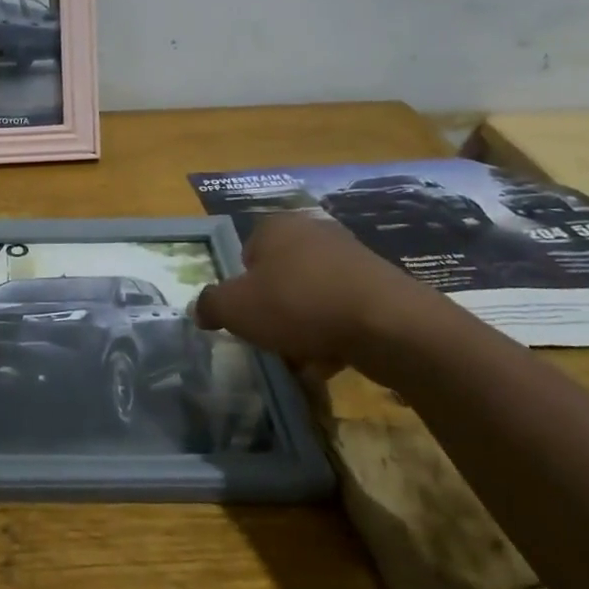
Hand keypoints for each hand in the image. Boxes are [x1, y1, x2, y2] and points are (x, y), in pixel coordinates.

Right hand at [194, 213, 439, 386]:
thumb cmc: (298, 304)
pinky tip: (333, 362)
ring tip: (304, 361)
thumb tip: (200, 309)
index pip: (246, 255)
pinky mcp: (381, 285)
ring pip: (311, 298)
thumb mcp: (235, 308)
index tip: (248, 316)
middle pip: (280, 278)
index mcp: (275, 227)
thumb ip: (210, 305)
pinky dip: (335, 334)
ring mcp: (351, 257)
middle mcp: (313, 233)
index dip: (242, 289)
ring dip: (304, 329)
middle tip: (272, 340)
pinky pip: (343, 311)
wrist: (388, 324)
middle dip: (275, 312)